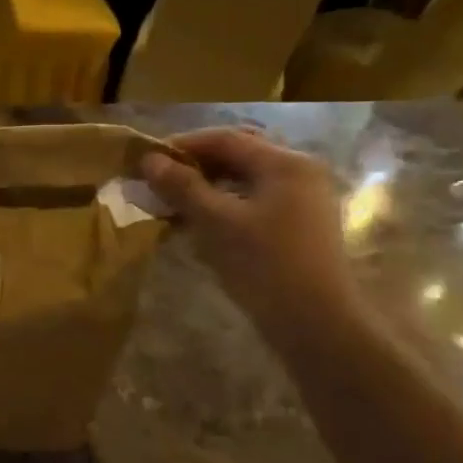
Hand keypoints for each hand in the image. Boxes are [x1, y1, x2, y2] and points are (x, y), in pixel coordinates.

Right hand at [140, 128, 357, 347]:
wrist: (316, 324)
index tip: (147, 159)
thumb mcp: (216, 224)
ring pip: (246, 180)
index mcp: (285, 163)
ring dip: (209, 186)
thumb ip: (182, 188)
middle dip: (196, 164)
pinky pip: (255, 201)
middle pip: (239, 155)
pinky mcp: (300, 225)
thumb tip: (149, 160)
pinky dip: (226, 204)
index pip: (226, 139)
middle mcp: (300, 171)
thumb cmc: (265, 266)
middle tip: (160, 179)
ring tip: (174, 201)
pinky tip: (201, 222)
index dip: (183, 145)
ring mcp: (303, 199)